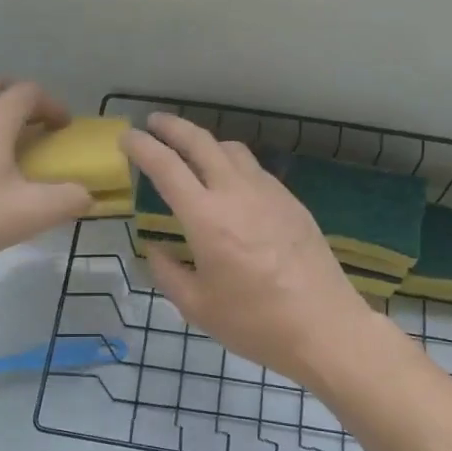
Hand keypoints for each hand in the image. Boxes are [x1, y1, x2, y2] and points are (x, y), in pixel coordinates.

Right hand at [122, 113, 379, 383]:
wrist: (325, 327)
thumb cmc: (255, 322)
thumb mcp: (197, 307)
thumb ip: (167, 272)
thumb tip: (155, 249)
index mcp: (207, 218)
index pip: (166, 167)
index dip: (142, 147)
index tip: (126, 137)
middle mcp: (237, 193)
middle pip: (201, 142)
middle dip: (173, 127)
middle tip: (154, 122)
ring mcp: (270, 193)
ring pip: (233, 150)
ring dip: (206, 142)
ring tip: (192, 151)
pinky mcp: (292, 202)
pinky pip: (256, 169)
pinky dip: (233, 163)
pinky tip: (231, 183)